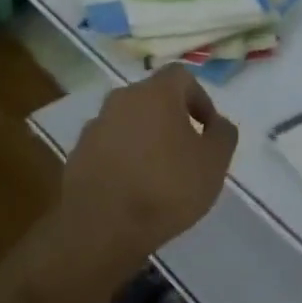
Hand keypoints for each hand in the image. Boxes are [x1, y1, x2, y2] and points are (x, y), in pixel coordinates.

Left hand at [63, 65, 237, 267]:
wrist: (101, 227)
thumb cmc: (166, 188)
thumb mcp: (214, 163)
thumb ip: (223, 135)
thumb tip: (218, 123)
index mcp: (155, 93)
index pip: (181, 76)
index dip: (199, 98)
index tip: (207, 130)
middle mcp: (121, 99)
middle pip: (152, 98)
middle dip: (171, 119)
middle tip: (186, 152)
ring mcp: (96, 125)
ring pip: (129, 122)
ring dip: (145, 138)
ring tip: (158, 174)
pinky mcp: (78, 152)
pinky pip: (109, 146)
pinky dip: (123, 157)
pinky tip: (132, 187)